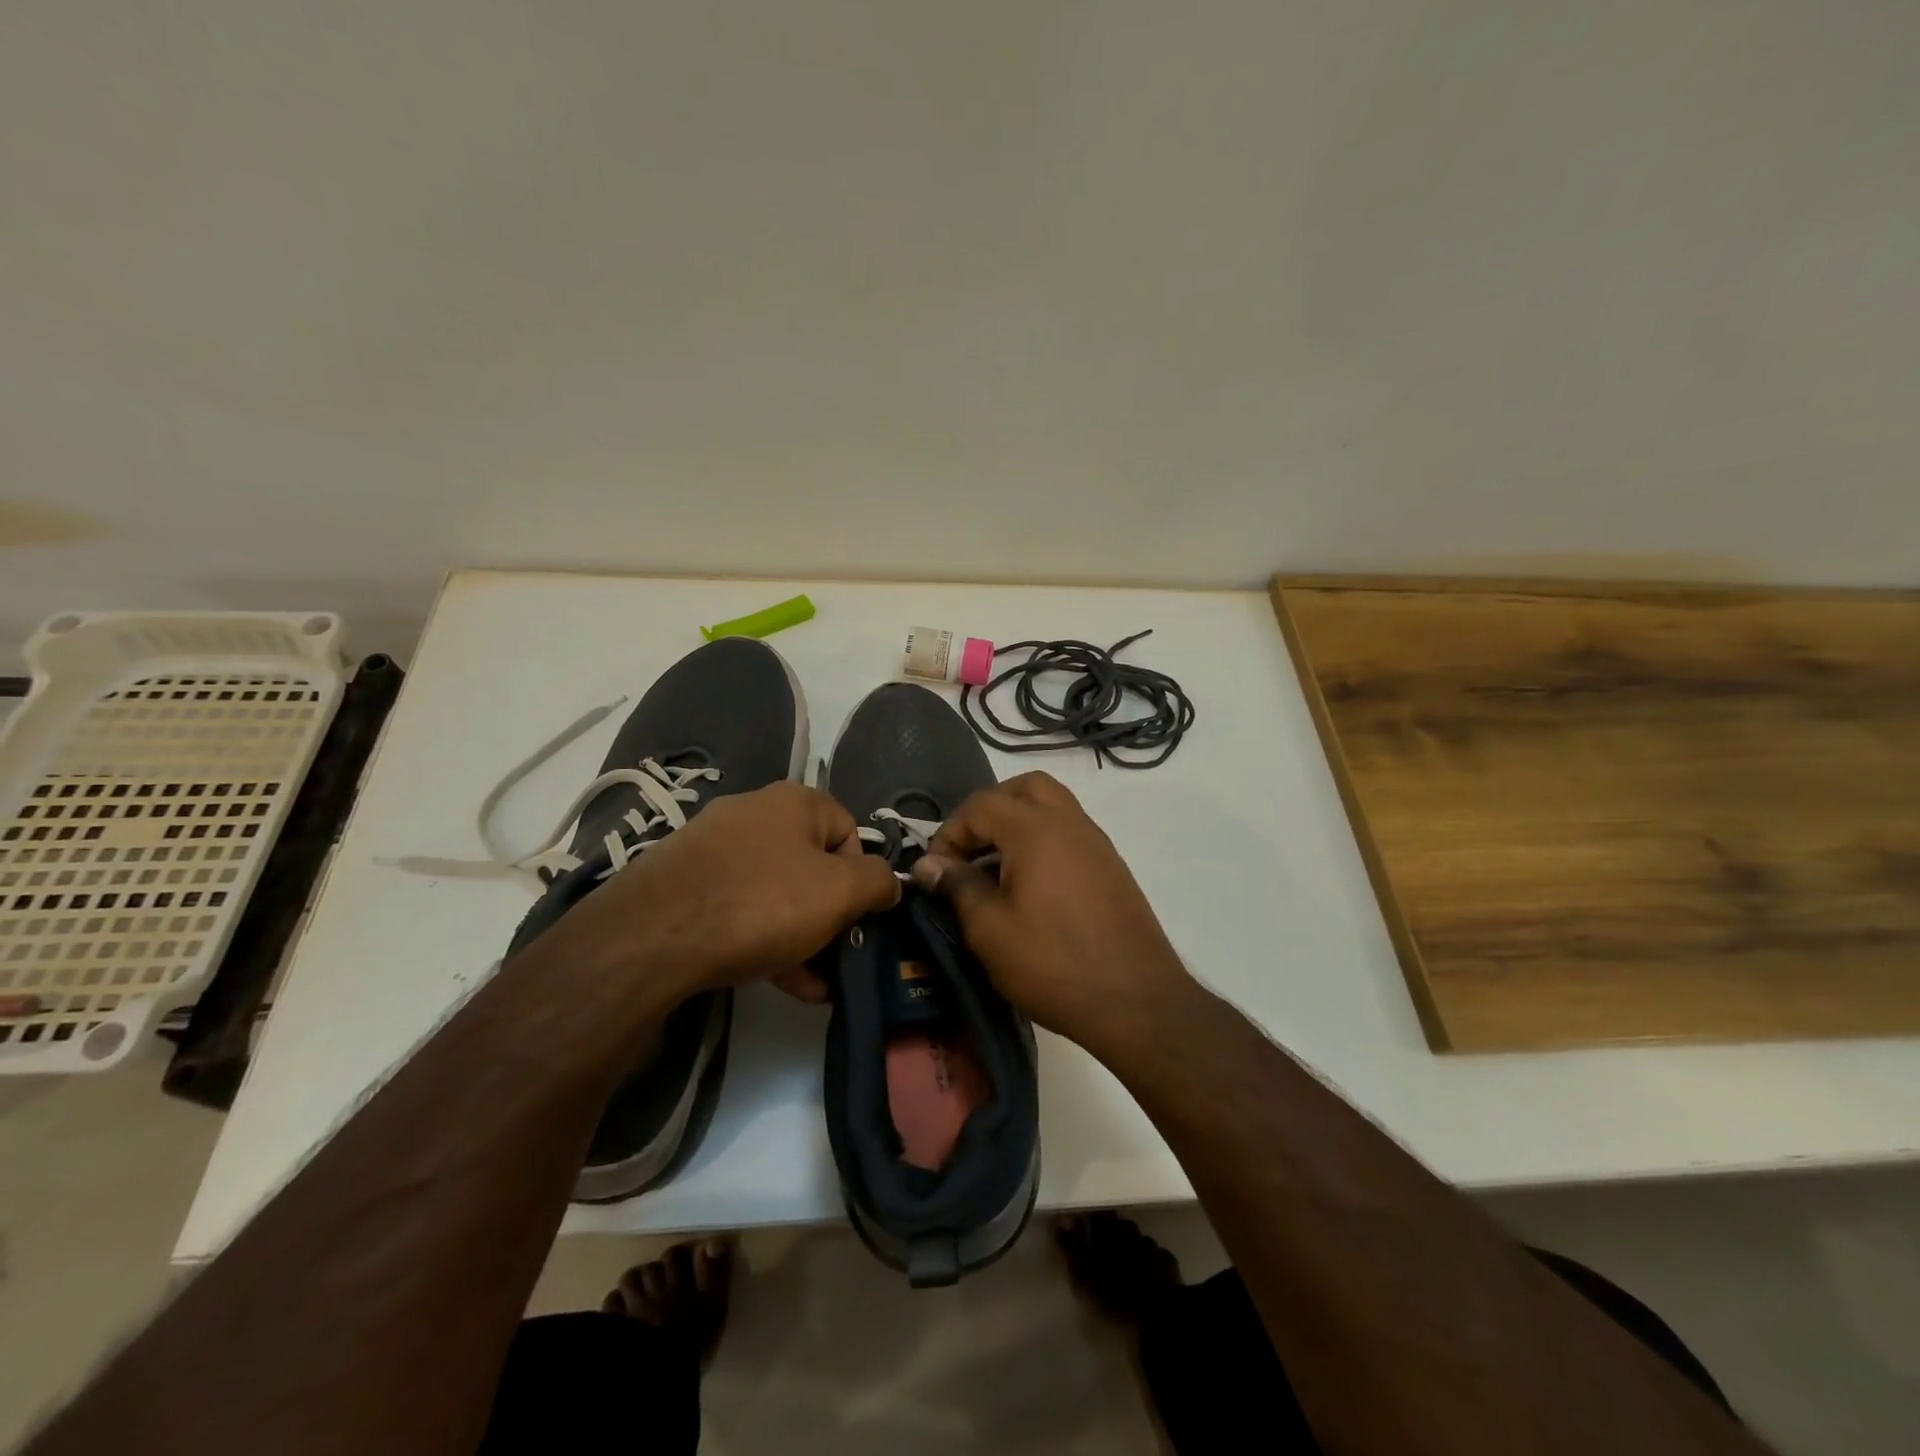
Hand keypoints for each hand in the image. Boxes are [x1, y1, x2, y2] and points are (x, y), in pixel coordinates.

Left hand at [557, 782, 899, 1003]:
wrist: (652, 937)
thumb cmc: (763, 904)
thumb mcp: (840, 893)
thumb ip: (879, 882)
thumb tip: (889, 883)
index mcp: (795, 801)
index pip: (849, 832)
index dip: (862, 877)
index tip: (858, 919)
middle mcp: (753, 812)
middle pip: (811, 864)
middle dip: (829, 914)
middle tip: (835, 955)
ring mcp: (712, 846)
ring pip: (775, 890)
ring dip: (800, 934)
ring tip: (810, 984)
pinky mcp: (683, 881)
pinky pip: (739, 906)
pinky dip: (762, 938)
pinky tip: (775, 981)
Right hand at [910, 772, 1191, 1047]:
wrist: (1137, 1001)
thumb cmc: (1053, 964)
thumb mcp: (990, 930)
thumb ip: (957, 887)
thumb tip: (928, 865)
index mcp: (1036, 830)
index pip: (981, 805)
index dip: (950, 832)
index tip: (937, 872)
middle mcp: (1070, 823)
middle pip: (1024, 788)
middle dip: (989, 810)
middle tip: (970, 850)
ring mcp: (1097, 843)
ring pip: (1052, 807)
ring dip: (1018, 823)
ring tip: (996, 870)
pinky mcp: (1112, 867)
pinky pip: (1070, 833)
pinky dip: (1044, 841)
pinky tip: (1031, 888)